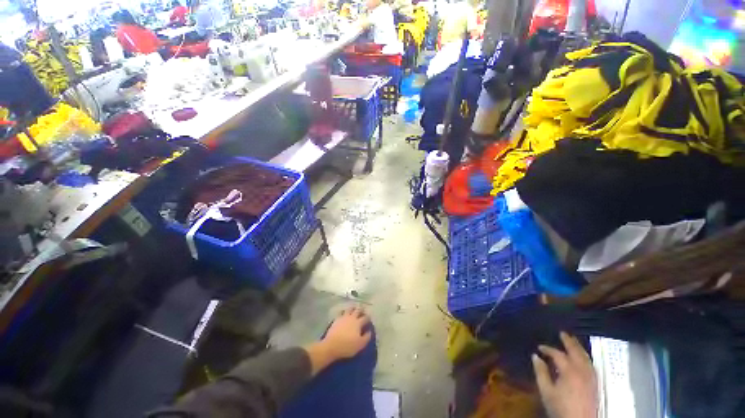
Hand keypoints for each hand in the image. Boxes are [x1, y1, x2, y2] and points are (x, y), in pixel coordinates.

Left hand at [304, 307, 372, 375]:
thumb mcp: (360, 344)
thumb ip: (366, 337)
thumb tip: (370, 331)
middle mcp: (352, 317)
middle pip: (358, 310)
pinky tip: (344, 313)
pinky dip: (344, 311)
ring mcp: (343, 317)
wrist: (331, 346)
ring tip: (354, 309)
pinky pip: (341, 312)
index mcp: (358, 323)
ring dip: (353, 308)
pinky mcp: (337, 319)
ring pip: (349, 309)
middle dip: (361, 309)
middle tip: (363, 310)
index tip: (369, 318)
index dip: (368, 317)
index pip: (365, 318)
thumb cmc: (347, 346)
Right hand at [532, 332, 597, 417]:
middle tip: (562, 333)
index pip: (557, 354)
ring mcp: (591, 377)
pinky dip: (585, 357)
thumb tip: (535, 357)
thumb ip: (541, 373)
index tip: (539, 348)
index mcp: (569, 370)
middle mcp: (582, 370)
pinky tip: (583, 357)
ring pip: (586, 357)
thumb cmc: (561, 407)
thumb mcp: (546, 391)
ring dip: (579, 347)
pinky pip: (591, 365)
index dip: (547, 349)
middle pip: (576, 352)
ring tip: (573, 341)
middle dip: (569, 341)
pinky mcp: (595, 383)